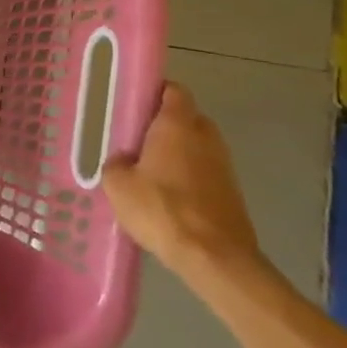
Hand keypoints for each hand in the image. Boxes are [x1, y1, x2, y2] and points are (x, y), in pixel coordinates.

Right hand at [101, 82, 259, 277]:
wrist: (214, 257)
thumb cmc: (161, 209)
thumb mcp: (117, 184)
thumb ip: (116, 163)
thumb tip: (124, 161)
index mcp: (178, 124)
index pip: (173, 90)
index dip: (154, 91)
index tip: (132, 103)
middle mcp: (205, 136)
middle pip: (185, 117)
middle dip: (162, 123)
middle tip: (133, 138)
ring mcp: (223, 164)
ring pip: (194, 145)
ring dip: (175, 151)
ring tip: (145, 169)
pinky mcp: (230, 190)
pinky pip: (202, 169)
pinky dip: (185, 174)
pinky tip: (164, 194)